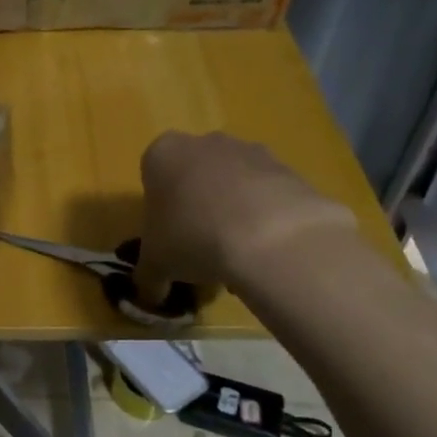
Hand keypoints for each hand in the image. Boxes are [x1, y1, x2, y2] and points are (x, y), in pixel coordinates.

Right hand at [134, 131, 359, 302]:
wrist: (268, 235)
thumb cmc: (192, 237)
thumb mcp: (155, 266)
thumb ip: (148, 277)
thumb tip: (151, 294)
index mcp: (163, 154)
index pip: (152, 177)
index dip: (158, 212)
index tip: (166, 239)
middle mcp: (205, 143)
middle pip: (195, 177)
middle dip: (196, 209)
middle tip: (198, 248)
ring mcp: (251, 151)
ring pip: (233, 185)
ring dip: (231, 215)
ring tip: (235, 258)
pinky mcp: (289, 169)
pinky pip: (267, 196)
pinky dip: (263, 220)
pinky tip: (263, 253)